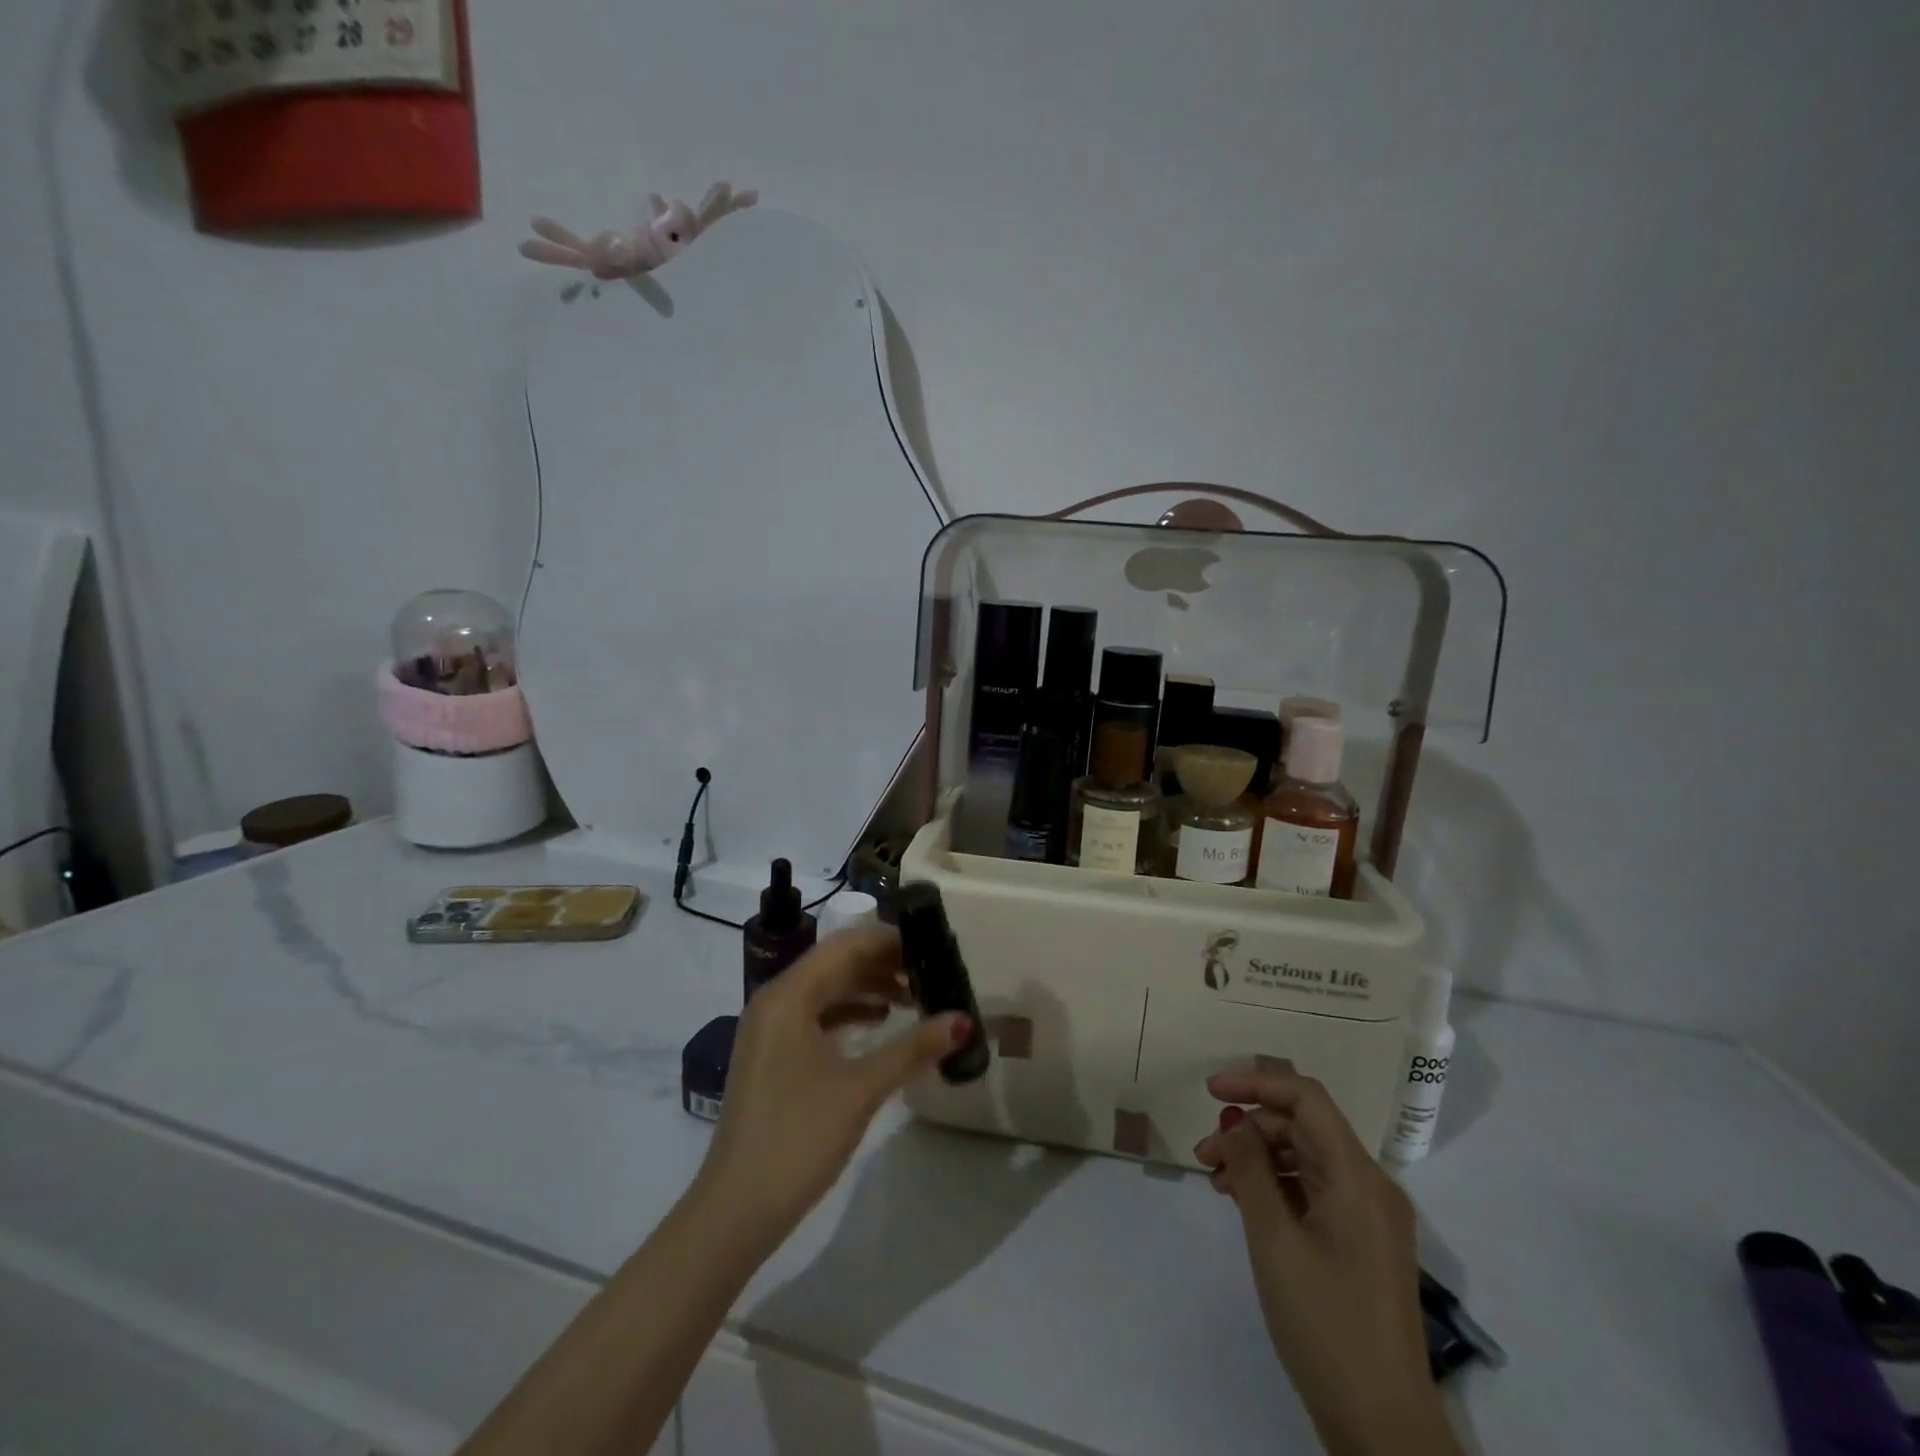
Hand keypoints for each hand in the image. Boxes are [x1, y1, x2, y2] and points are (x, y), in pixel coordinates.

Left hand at [695, 928, 968, 1252]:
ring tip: (915, 998)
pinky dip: (849, 1012)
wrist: (738, 1208)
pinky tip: (880, 1024)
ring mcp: (768, 1028)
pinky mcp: (771, 1054)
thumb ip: (914, 1047)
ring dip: (868, 988)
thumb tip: (962, 1021)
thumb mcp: (863, 1088)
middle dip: (883, 964)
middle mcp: (774, 1000)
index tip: (930, 945)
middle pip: (835, 963)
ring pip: (825, 989)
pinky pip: (814, 1015)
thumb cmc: (800, 1136)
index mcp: (789, 995)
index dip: (889, 940)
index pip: (845, 945)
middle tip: (930, 971)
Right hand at [1194, 1067, 1458, 1455]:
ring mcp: (1368, 1216)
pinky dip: (1275, 1185)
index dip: (1256, 1082)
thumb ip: (1250, 1169)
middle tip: (1203, 1153)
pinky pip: (1313, 1189)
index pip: (1306, 1098)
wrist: (1381, 1426)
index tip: (1209, 1091)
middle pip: (1303, 1127)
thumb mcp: (1274, 1239)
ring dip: (1257, 1157)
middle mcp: (1370, 1185)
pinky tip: (1243, 1202)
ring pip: (1304, 1157)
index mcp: (1358, 1176)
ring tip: (1215, 1180)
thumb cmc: (1325, 1322)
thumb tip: (1233, 1119)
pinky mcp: (1360, 1242)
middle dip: (1249, 1127)